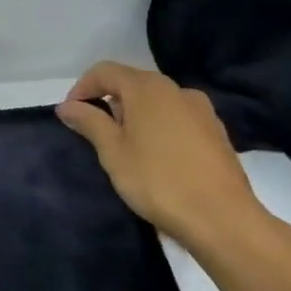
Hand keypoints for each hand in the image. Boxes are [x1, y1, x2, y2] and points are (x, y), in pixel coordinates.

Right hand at [55, 62, 269, 250]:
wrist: (223, 219)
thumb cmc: (158, 180)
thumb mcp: (113, 151)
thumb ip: (89, 122)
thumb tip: (67, 105)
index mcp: (148, 88)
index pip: (105, 71)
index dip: (82, 88)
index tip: (71, 114)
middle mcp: (176, 90)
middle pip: (132, 83)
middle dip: (109, 102)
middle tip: (96, 133)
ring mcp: (201, 110)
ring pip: (156, 102)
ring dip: (135, 115)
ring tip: (126, 147)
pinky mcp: (216, 133)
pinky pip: (177, 118)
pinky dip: (159, 127)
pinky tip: (157, 157)